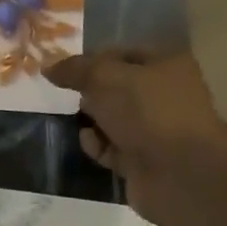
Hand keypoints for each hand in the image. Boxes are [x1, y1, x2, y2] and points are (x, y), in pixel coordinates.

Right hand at [44, 48, 226, 225]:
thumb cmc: (147, 112)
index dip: (92, 58)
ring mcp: (154, 129)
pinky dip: (97, 145)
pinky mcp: (142, 159)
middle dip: (89, 91)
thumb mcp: (106, 78)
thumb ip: (76, 69)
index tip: (63, 70)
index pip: (122, 53)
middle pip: (116, 87)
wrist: (179, 172)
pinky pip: (112, 147)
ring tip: (72, 119)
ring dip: (90, 119)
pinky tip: (88, 142)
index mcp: (165, 65)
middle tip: (64, 94)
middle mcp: (163, 94)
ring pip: (112, 119)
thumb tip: (48, 66)